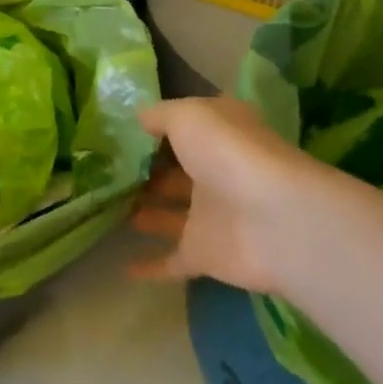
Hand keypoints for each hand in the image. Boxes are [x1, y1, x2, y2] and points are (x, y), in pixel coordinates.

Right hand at [130, 96, 336, 294]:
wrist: (274, 221)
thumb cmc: (228, 153)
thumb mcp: (186, 116)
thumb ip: (159, 115)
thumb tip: (140, 118)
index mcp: (219, 135)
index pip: (188, 126)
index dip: (160, 126)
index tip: (125, 128)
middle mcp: (216, 172)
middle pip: (178, 170)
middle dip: (148, 170)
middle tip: (110, 169)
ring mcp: (212, 215)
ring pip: (172, 213)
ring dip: (147, 211)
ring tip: (108, 204)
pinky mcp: (206, 254)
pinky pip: (172, 260)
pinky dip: (151, 266)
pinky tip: (125, 268)